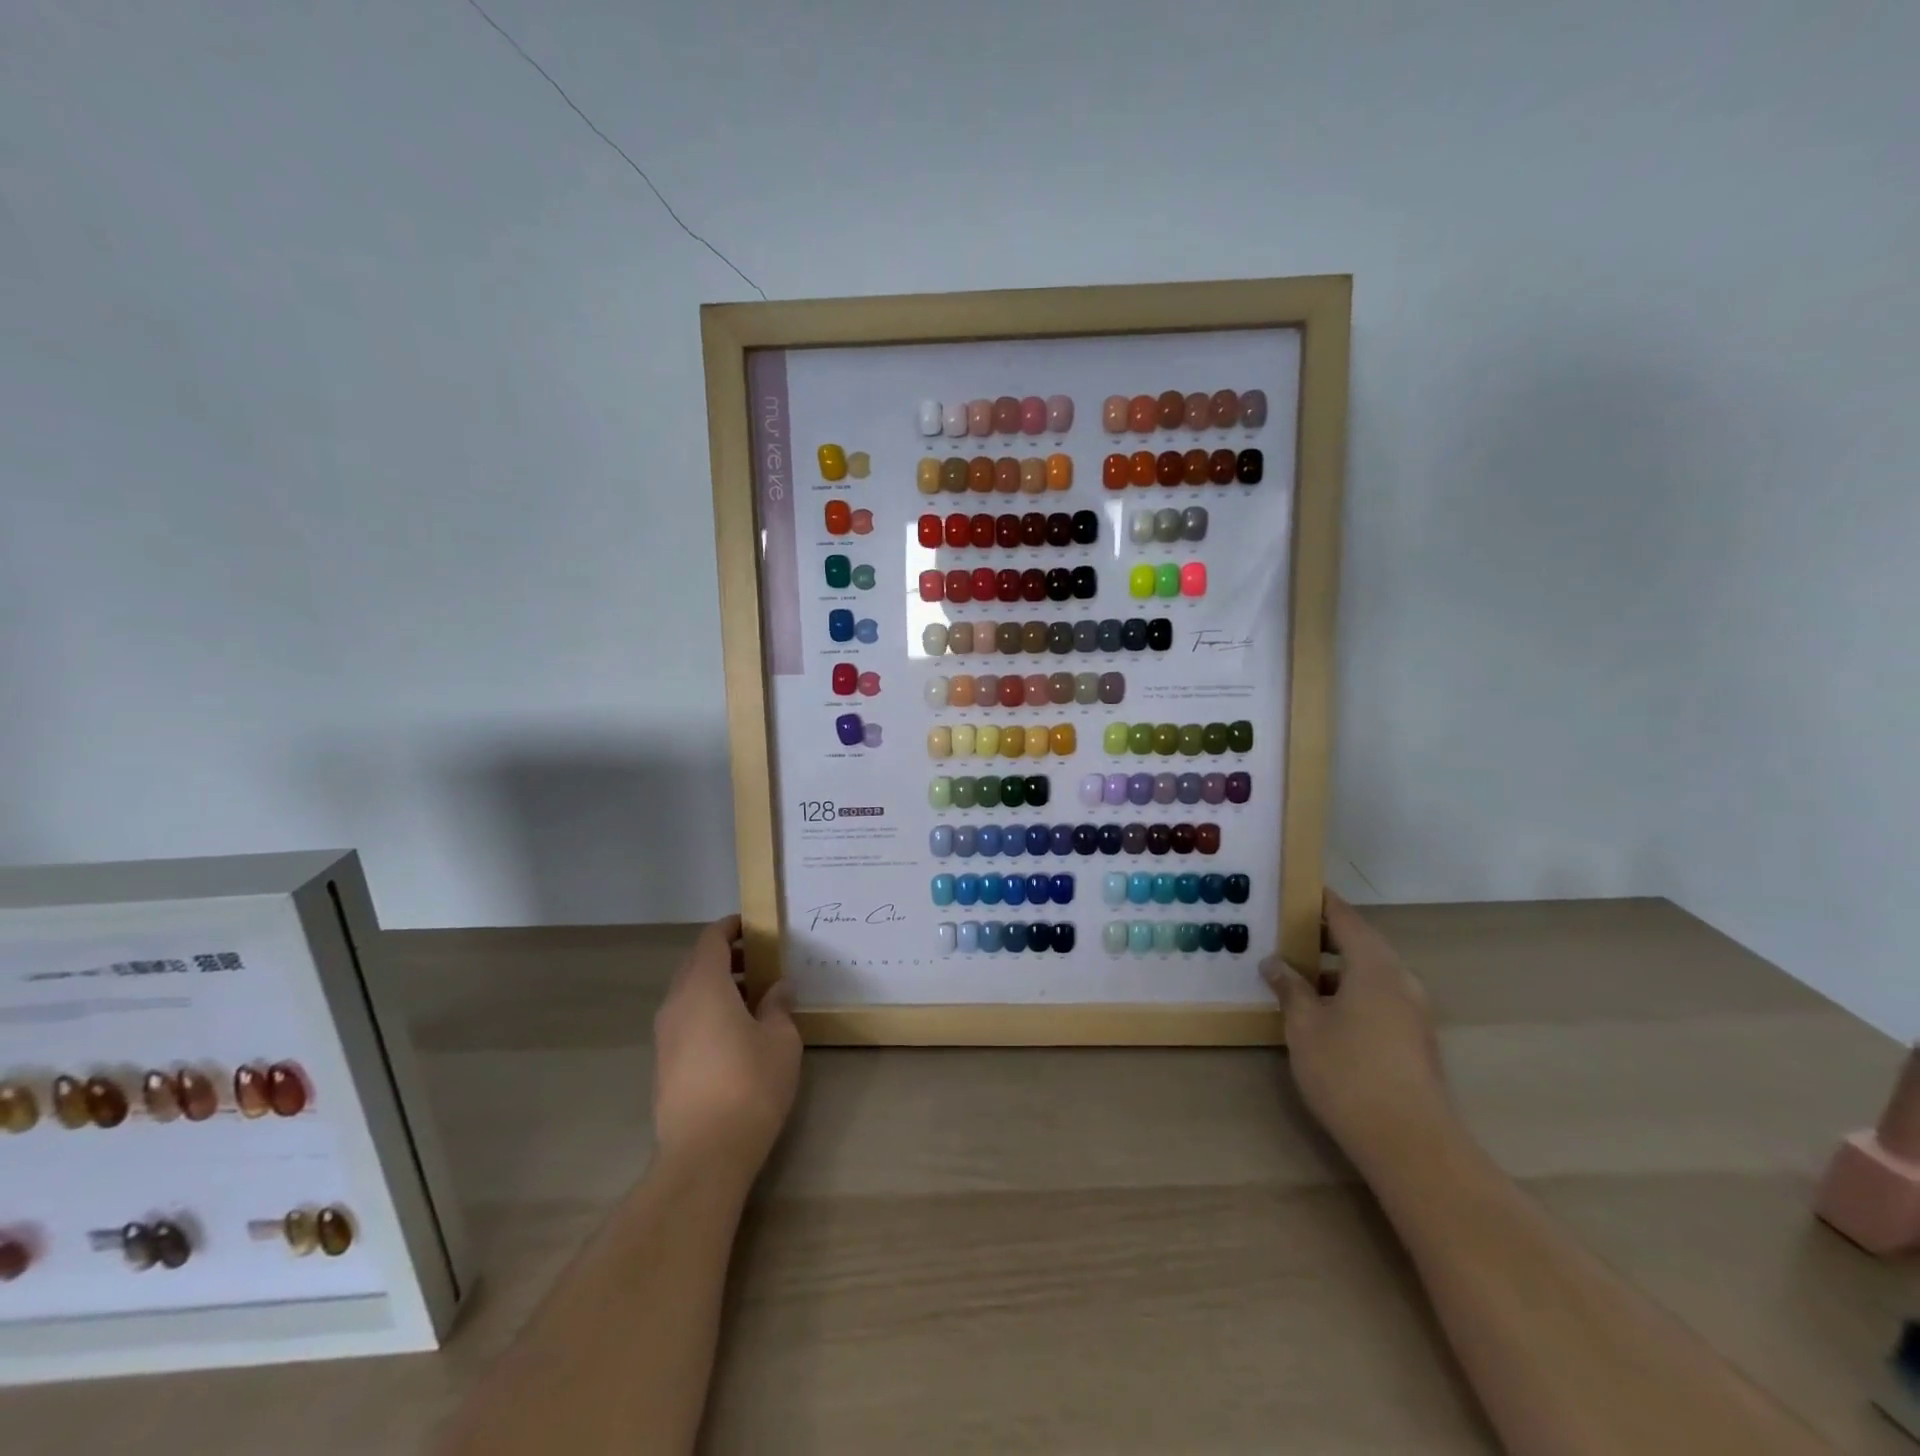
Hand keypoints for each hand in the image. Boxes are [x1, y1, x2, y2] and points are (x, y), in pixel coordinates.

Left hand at [652, 915, 800, 1177]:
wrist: (704, 1154)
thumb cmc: (750, 1085)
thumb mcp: (781, 1039)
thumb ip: (777, 1006)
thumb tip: (776, 988)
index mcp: (704, 987)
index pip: (712, 940)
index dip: (731, 928)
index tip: (754, 925)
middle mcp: (677, 1003)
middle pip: (696, 964)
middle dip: (725, 956)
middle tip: (759, 960)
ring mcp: (665, 1035)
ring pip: (688, 992)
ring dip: (716, 985)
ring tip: (752, 996)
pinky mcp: (664, 1063)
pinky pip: (685, 1018)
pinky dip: (707, 1010)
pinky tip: (735, 1030)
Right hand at [1262, 892, 1450, 1169]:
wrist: (1411, 1144)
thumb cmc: (1348, 1072)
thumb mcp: (1304, 1025)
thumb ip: (1290, 988)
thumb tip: (1275, 962)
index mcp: (1375, 967)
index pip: (1345, 918)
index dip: (1319, 902)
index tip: (1294, 890)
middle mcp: (1401, 981)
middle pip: (1361, 944)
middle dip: (1323, 937)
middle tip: (1284, 934)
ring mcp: (1413, 1013)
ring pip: (1370, 975)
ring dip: (1335, 970)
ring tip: (1295, 976)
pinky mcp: (1415, 1041)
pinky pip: (1378, 999)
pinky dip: (1350, 993)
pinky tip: (1322, 1013)